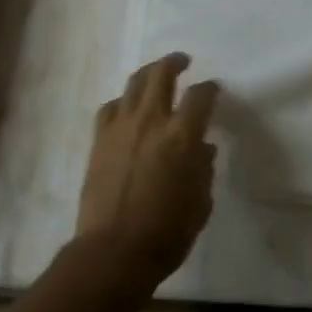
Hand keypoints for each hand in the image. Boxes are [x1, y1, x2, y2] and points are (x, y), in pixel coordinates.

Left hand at [74, 53, 219, 287]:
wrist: (113, 251)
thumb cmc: (167, 232)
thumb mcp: (201, 202)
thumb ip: (203, 168)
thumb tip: (201, 148)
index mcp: (182, 135)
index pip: (200, 96)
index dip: (210, 88)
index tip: (213, 89)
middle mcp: (151, 121)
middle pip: (161, 74)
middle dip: (174, 62)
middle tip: (182, 61)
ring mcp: (120, 127)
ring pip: (133, 84)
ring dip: (147, 74)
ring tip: (155, 75)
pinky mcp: (98, 140)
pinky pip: (111, 108)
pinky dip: (122, 102)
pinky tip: (127, 108)